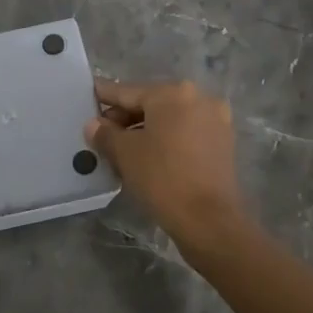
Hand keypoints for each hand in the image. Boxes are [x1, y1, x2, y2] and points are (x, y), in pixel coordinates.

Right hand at [86, 79, 248, 255]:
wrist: (209, 221)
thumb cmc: (162, 178)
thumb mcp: (124, 153)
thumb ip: (105, 133)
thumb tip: (94, 125)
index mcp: (172, 93)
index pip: (128, 91)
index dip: (104, 96)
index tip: (89, 96)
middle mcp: (198, 98)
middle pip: (151, 103)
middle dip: (125, 117)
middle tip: (101, 133)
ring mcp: (215, 120)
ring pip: (169, 119)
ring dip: (145, 129)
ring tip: (121, 148)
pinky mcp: (223, 143)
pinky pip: (185, 132)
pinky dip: (166, 139)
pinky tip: (148, 155)